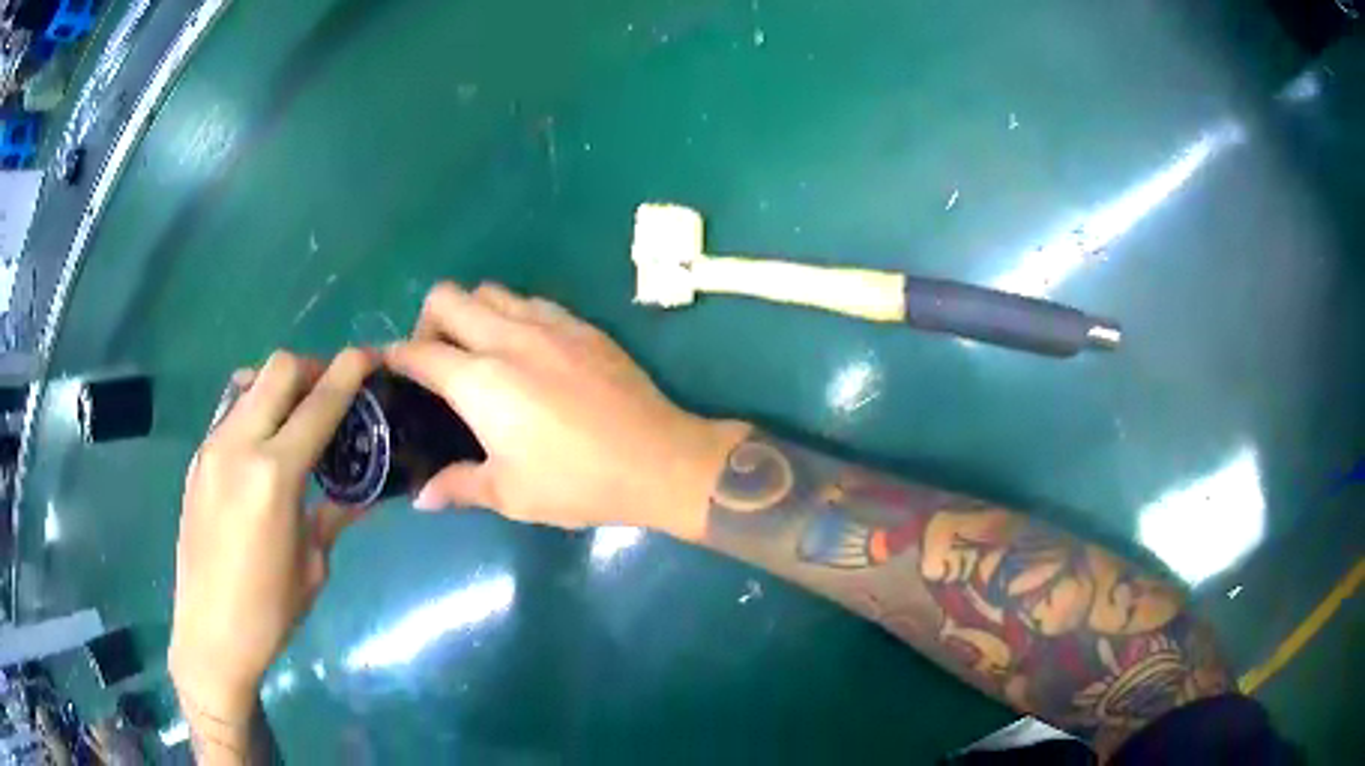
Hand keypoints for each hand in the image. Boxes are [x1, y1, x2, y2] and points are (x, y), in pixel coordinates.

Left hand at [170, 349, 374, 726]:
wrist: (209, 634)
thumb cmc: (270, 611)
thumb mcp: (314, 565)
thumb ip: (333, 513)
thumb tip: (363, 491)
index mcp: (274, 475)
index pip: (318, 404)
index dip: (349, 372)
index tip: (371, 354)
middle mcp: (237, 446)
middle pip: (277, 370)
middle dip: (312, 367)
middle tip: (332, 388)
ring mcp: (211, 449)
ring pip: (249, 384)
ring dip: (280, 386)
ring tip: (298, 415)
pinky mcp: (197, 461)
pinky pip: (230, 413)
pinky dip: (255, 411)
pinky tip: (265, 446)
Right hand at [385, 283, 748, 538]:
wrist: (658, 458)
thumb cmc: (577, 482)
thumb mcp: (511, 494)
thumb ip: (459, 486)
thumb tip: (422, 497)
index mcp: (480, 380)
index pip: (419, 351)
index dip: (395, 357)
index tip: (388, 368)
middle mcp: (507, 337)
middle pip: (447, 297)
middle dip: (427, 321)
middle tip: (436, 361)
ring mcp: (548, 323)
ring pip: (490, 290)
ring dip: (470, 312)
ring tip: (479, 352)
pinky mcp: (581, 324)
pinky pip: (530, 301)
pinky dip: (511, 314)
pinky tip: (525, 350)